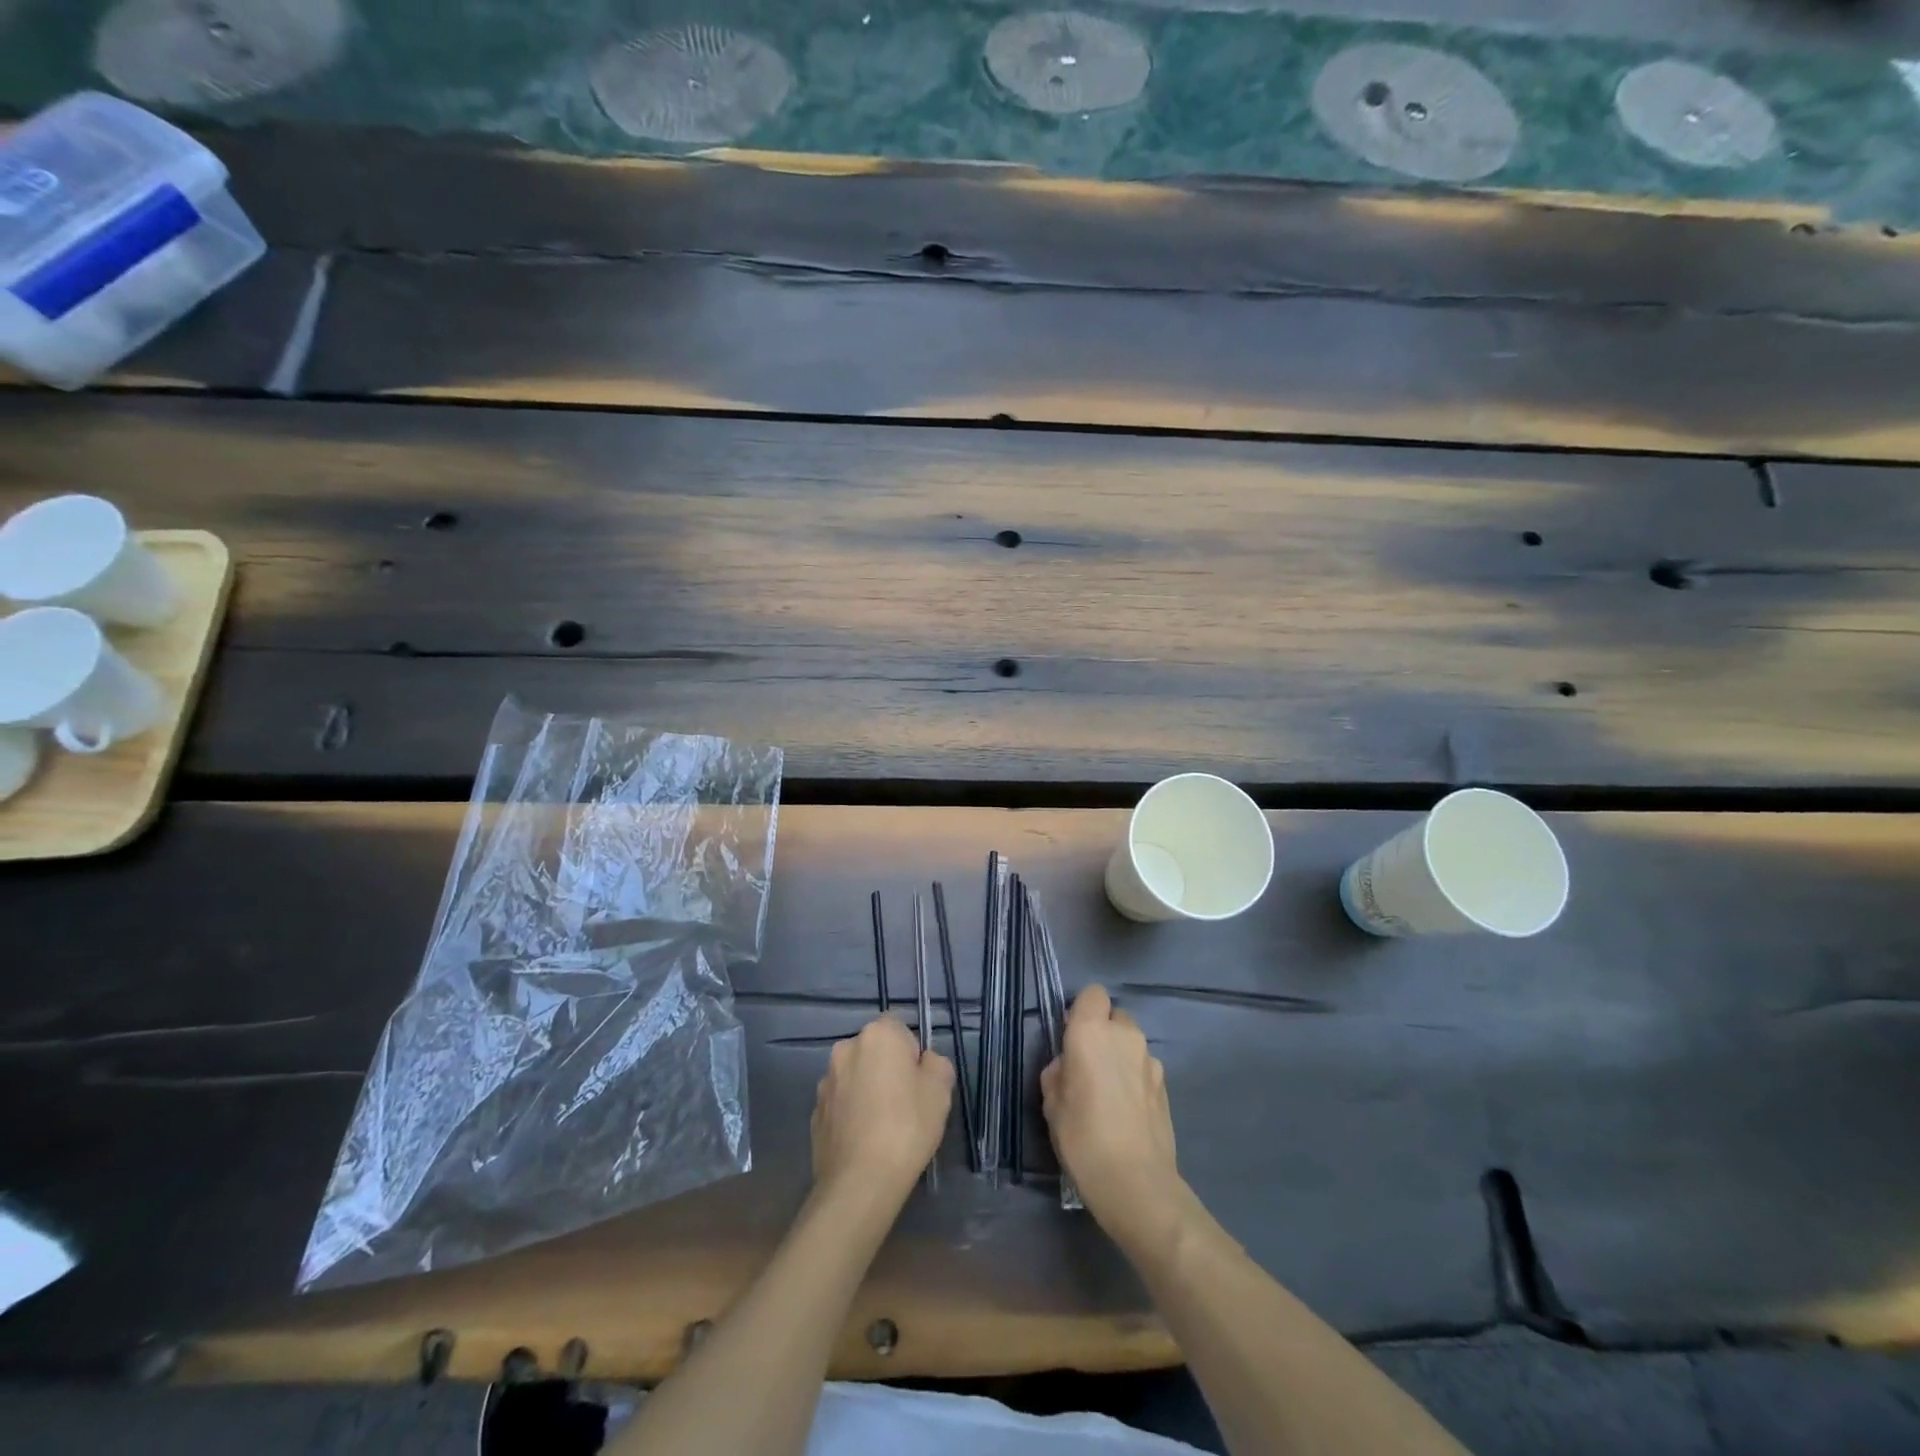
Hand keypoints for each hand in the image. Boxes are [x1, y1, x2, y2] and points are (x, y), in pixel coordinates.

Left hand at [811, 1014, 953, 1202]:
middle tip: (906, 1103)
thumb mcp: (941, 1090)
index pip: (900, 1026)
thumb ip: (936, 1064)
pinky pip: (842, 1102)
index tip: (919, 1080)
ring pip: (856, 1076)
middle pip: (875, 1050)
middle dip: (888, 1068)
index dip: (912, 1051)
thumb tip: (924, 1063)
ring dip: (868, 1089)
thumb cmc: (906, 1127)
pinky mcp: (814, 1111)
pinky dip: (852, 1112)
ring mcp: (826, 1081)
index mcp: (878, 1034)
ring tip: (883, 1126)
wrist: (860, 1182)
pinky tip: (865, 1140)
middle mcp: (846, 1048)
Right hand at [1041, 984, 1184, 1250]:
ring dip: (1120, 1055)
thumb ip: (1058, 1073)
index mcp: (1091, 1031)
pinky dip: (1135, 1077)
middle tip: (1088, 1065)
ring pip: (1131, 1042)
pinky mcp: (1166, 1084)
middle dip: (1103, 1031)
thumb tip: (1067, 1067)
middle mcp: (1124, 1034)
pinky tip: (1127, 1110)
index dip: (1081, 1010)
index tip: (1071, 1036)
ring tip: (1109, 1092)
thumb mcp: (1052, 1105)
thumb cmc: (1083, 1137)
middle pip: (1114, 1015)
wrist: (1136, 1182)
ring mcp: (1150, 1059)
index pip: (1092, 994)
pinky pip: (1144, 1067)